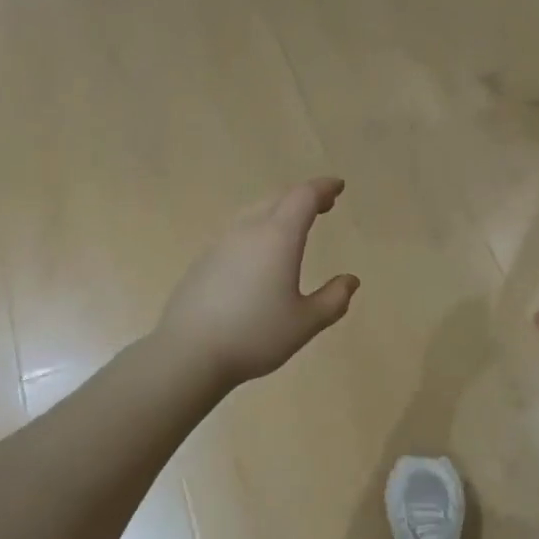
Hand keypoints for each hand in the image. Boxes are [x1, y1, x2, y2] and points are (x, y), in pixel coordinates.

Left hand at [155, 179, 359, 391]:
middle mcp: (248, 231)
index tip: (337, 186)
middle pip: (278, 199)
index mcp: (278, 237)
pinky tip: (259, 254)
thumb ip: (333, 300)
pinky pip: (237, 232)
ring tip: (292, 226)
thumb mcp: (305, 323)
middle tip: (322, 204)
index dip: (323, 188)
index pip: (304, 197)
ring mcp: (221, 244)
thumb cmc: (255, 335)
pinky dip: (257, 229)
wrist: (188, 352)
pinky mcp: (204, 260)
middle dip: (303, 197)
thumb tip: (350, 281)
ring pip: (254, 212)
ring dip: (278, 211)